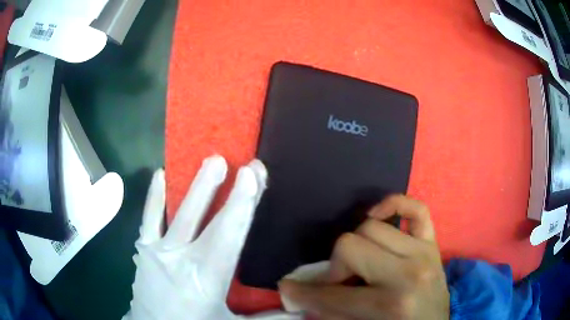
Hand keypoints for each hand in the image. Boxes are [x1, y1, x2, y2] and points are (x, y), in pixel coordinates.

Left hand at [124, 155, 298, 319]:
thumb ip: (269, 316)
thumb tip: (305, 309)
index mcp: (206, 278)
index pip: (229, 234)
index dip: (242, 204)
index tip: (253, 174)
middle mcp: (180, 259)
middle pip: (205, 219)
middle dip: (223, 189)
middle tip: (238, 162)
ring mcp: (157, 251)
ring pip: (177, 212)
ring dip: (194, 186)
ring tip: (211, 160)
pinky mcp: (143, 249)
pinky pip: (148, 217)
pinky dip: (154, 195)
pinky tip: (160, 173)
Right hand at [279, 195, 449, 319]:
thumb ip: (330, 312)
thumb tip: (296, 292)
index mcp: (390, 304)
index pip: (333, 294)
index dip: (305, 294)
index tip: (288, 289)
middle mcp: (408, 273)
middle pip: (350, 245)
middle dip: (336, 267)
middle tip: (338, 282)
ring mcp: (423, 252)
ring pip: (372, 227)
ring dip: (357, 247)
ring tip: (360, 265)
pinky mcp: (432, 242)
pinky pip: (416, 208)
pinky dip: (394, 204)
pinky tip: (378, 215)